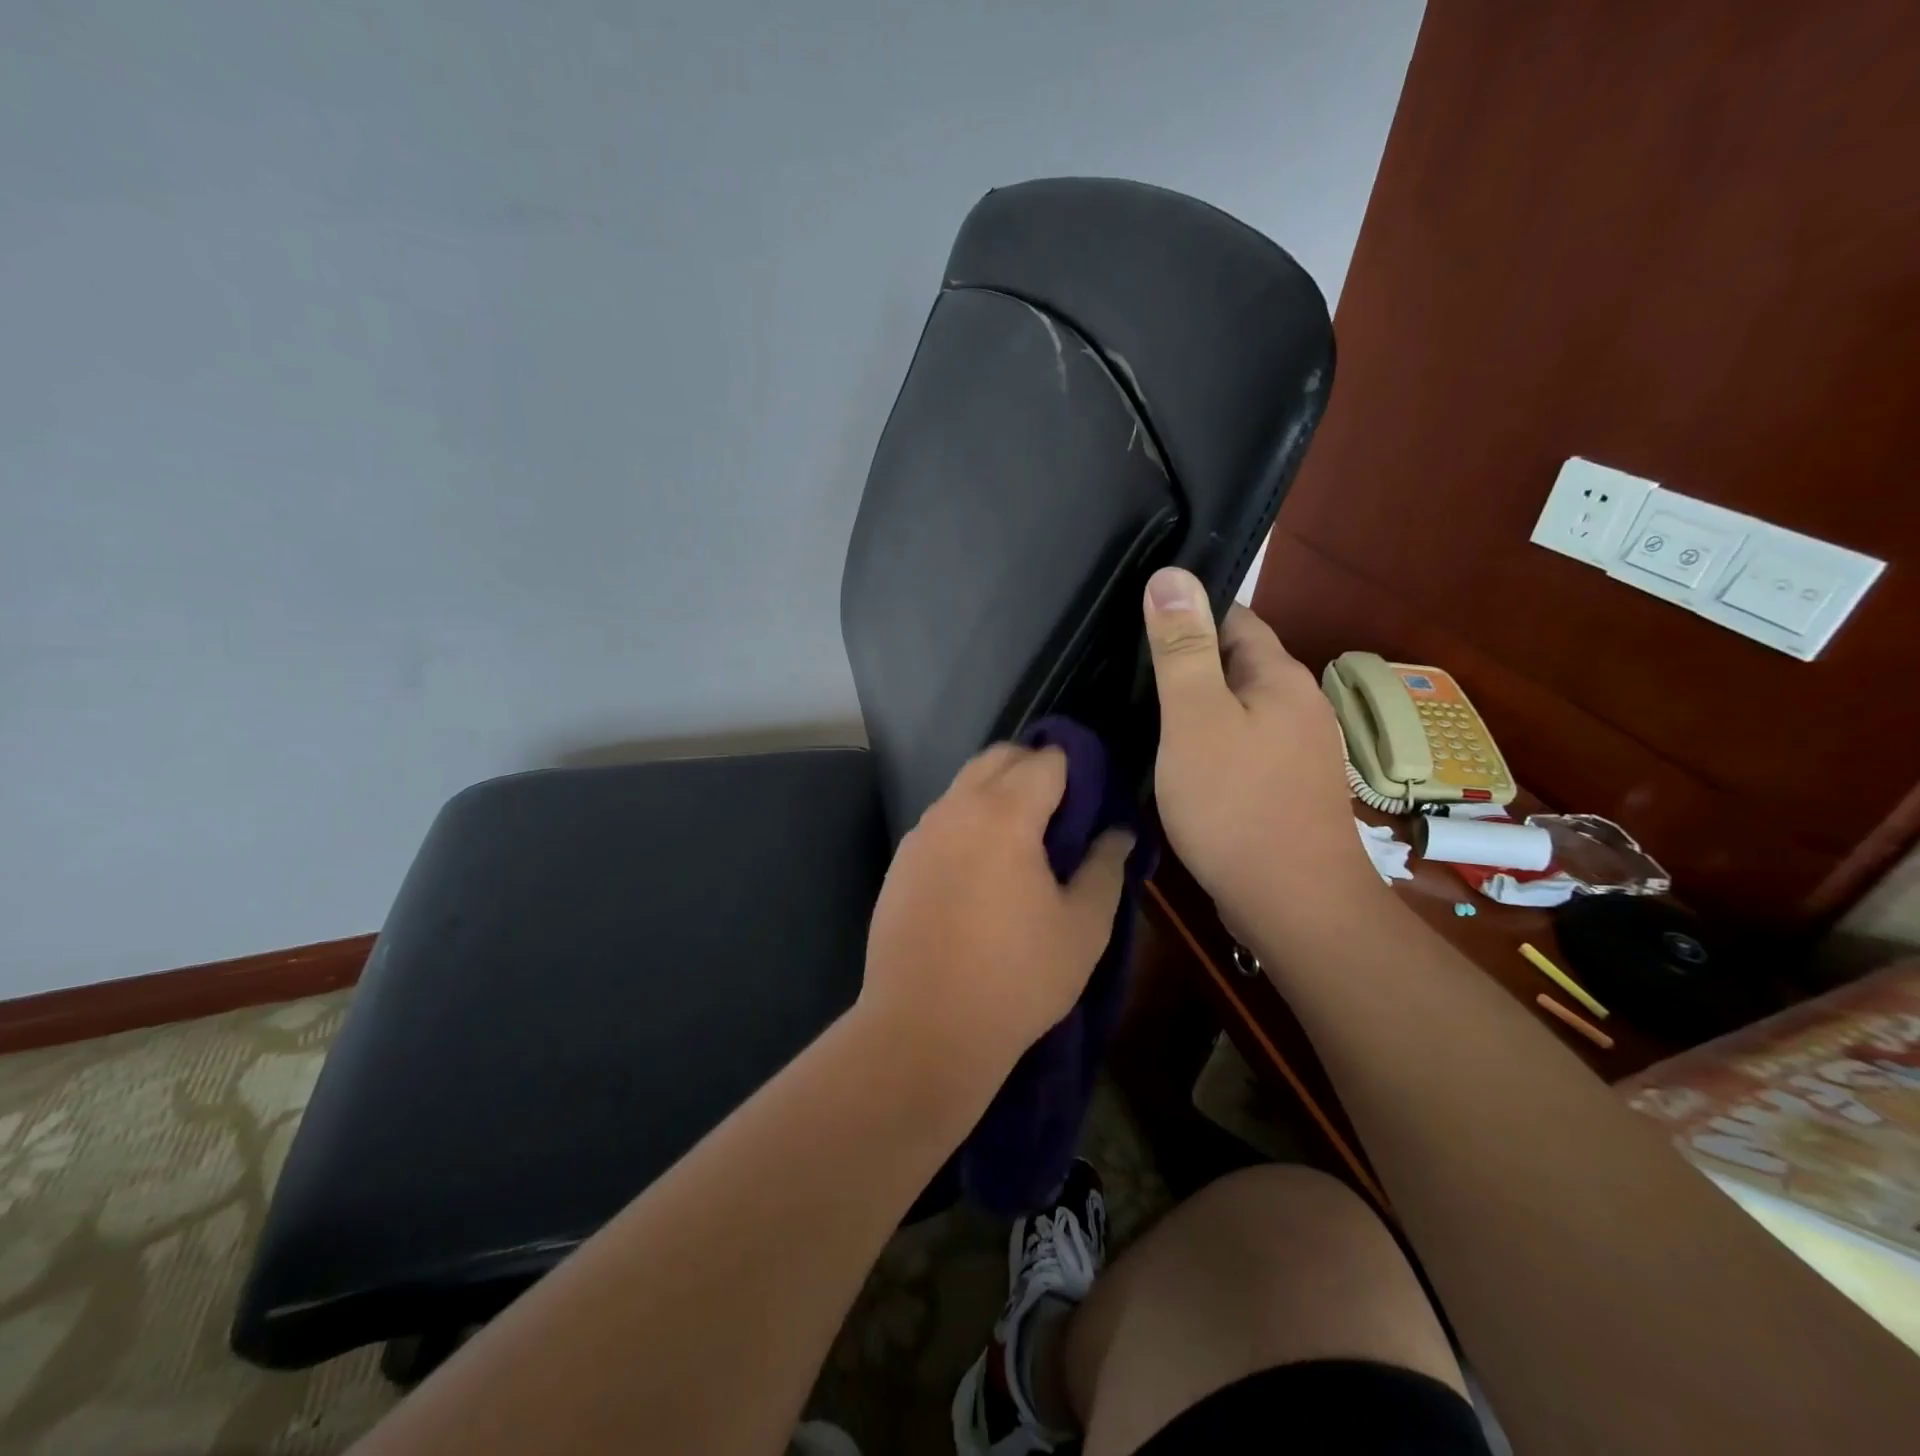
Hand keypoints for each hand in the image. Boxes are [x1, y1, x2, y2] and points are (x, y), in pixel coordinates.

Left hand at [858, 744, 1132, 1091]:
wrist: (924, 1029)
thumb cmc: (1016, 978)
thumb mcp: (1083, 928)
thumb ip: (1105, 868)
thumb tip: (1117, 833)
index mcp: (1005, 814)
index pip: (1046, 761)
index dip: (1075, 771)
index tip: (1092, 800)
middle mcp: (956, 809)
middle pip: (999, 758)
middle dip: (1033, 768)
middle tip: (1062, 813)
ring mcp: (921, 834)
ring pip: (964, 786)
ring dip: (996, 792)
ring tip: (1022, 842)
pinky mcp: (899, 862)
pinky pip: (941, 820)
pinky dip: (967, 821)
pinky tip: (979, 870)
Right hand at [1141, 567, 1383, 940]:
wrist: (1292, 904)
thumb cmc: (1236, 804)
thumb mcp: (1195, 718)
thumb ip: (1182, 648)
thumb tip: (1170, 574)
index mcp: (1280, 676)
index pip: (1232, 617)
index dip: (1185, 613)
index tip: (1134, 621)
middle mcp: (1296, 705)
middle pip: (1234, 663)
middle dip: (1185, 661)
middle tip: (1123, 670)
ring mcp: (1295, 750)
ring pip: (1234, 708)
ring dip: (1193, 706)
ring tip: (1138, 712)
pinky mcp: (1283, 787)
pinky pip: (1238, 745)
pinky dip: (1206, 742)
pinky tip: (1174, 759)